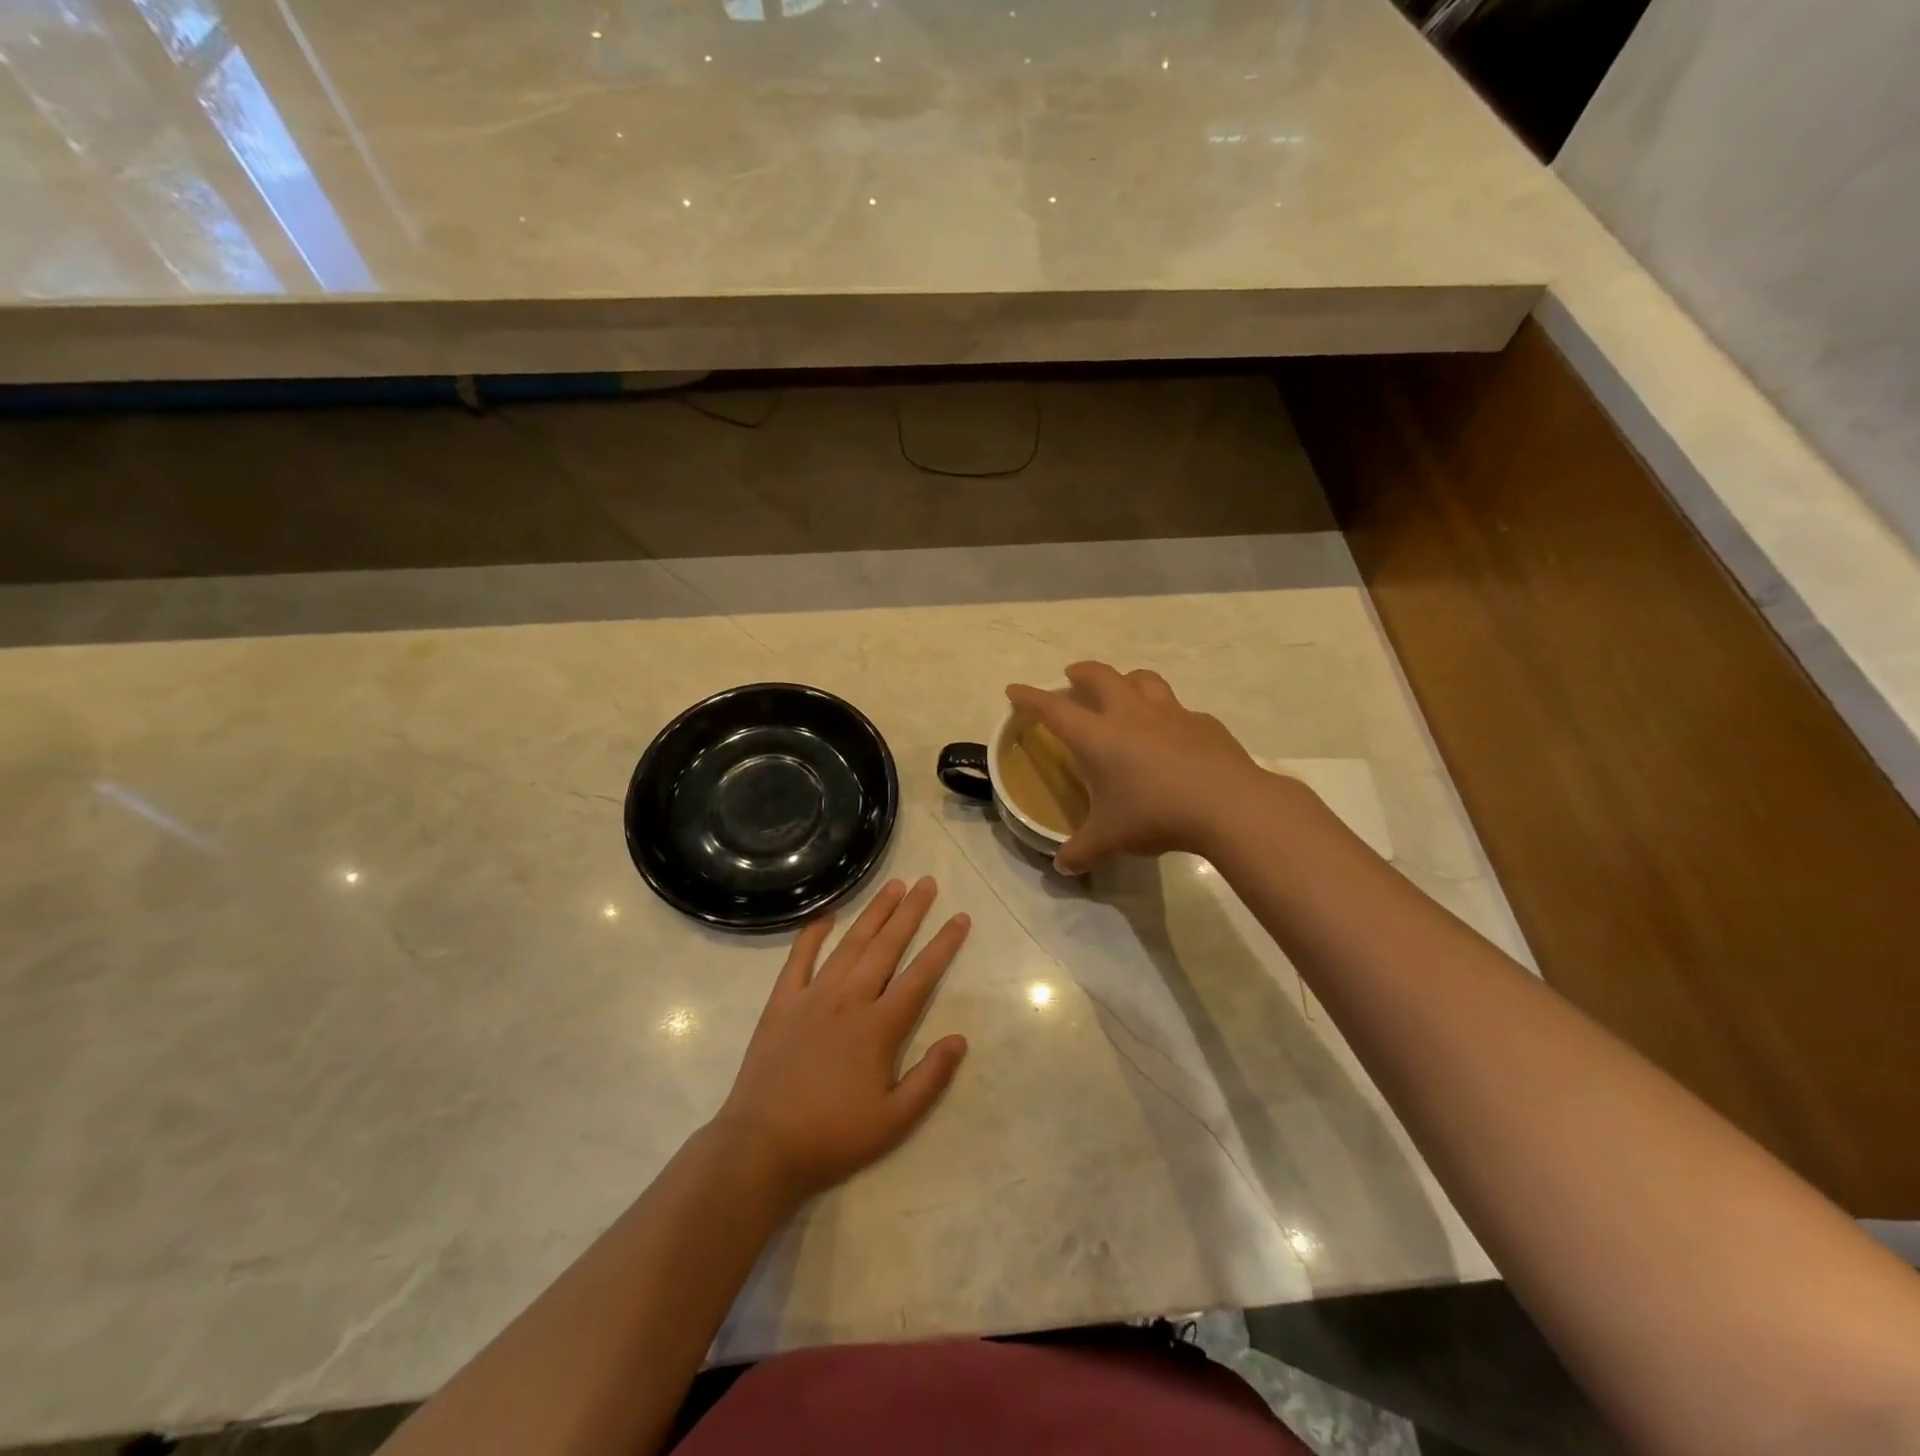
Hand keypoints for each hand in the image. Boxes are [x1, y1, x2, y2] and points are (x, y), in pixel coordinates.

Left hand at [712, 877, 969, 1203]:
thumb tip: (959, 1038)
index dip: (943, 945)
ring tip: (893, 886)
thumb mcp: (894, 1121)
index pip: (920, 976)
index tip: (960, 918)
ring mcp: (812, 997)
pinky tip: (828, 916)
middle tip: (927, 882)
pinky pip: (799, 959)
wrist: (762, 1146)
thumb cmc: (833, 1136)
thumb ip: (930, 1078)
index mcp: (879, 1027)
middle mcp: (849, 1000)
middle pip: (886, 947)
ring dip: (873, 913)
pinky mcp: (782, 1002)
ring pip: (850, 944)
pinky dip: (813, 934)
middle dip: (910, 912)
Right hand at [1007, 661, 1269, 872]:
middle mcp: (1130, 715)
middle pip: (1100, 676)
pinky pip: (1178, 709)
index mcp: (1098, 737)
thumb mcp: (1110, 840)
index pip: (1054, 709)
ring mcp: (1170, 714)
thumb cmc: (1155, 815)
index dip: (1030, 698)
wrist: (1227, 805)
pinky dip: (1166, 714)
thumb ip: (1082, 852)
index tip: (1014, 689)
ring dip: (1126, 679)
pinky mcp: (1203, 723)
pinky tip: (1172, 733)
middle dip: (1081, 673)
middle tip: (1072, 677)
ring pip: (1143, 679)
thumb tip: (1062, 868)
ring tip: (1122, 689)